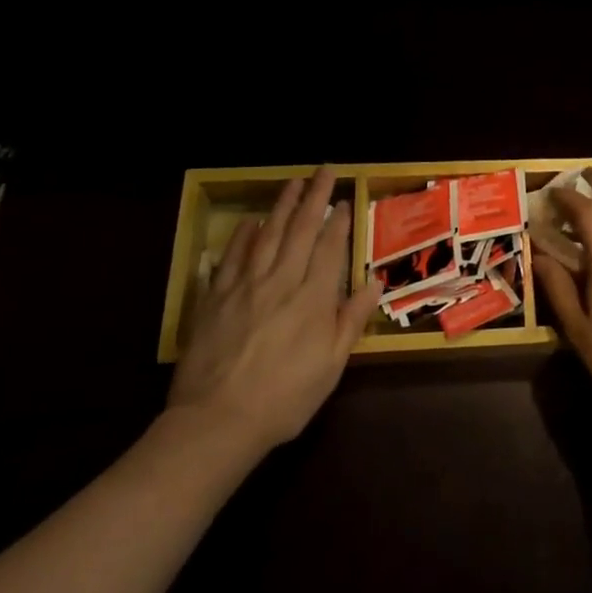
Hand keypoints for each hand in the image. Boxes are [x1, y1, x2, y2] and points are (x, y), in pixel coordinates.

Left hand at [167, 170, 376, 455]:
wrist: (217, 422)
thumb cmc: (285, 398)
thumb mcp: (331, 366)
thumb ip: (351, 320)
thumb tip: (374, 281)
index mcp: (313, 299)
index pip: (330, 248)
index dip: (339, 221)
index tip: (345, 199)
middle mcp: (281, 282)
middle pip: (302, 230)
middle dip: (315, 197)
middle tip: (324, 170)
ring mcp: (246, 286)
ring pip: (268, 235)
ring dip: (283, 205)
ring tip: (294, 181)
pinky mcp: (216, 298)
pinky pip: (232, 257)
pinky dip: (243, 236)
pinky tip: (252, 221)